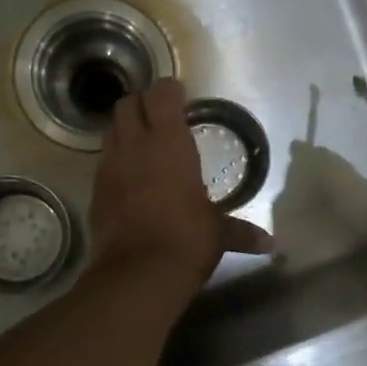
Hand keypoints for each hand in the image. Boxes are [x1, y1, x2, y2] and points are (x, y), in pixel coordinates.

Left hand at [87, 79, 273, 300]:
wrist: (137, 274)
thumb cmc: (186, 240)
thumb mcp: (217, 233)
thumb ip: (241, 232)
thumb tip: (270, 244)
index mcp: (169, 144)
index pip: (161, 95)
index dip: (169, 91)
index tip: (180, 96)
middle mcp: (135, 146)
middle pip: (127, 104)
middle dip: (142, 103)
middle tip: (160, 116)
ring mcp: (110, 167)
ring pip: (111, 130)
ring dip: (126, 129)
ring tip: (144, 145)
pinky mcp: (95, 191)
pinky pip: (104, 162)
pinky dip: (116, 160)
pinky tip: (130, 178)